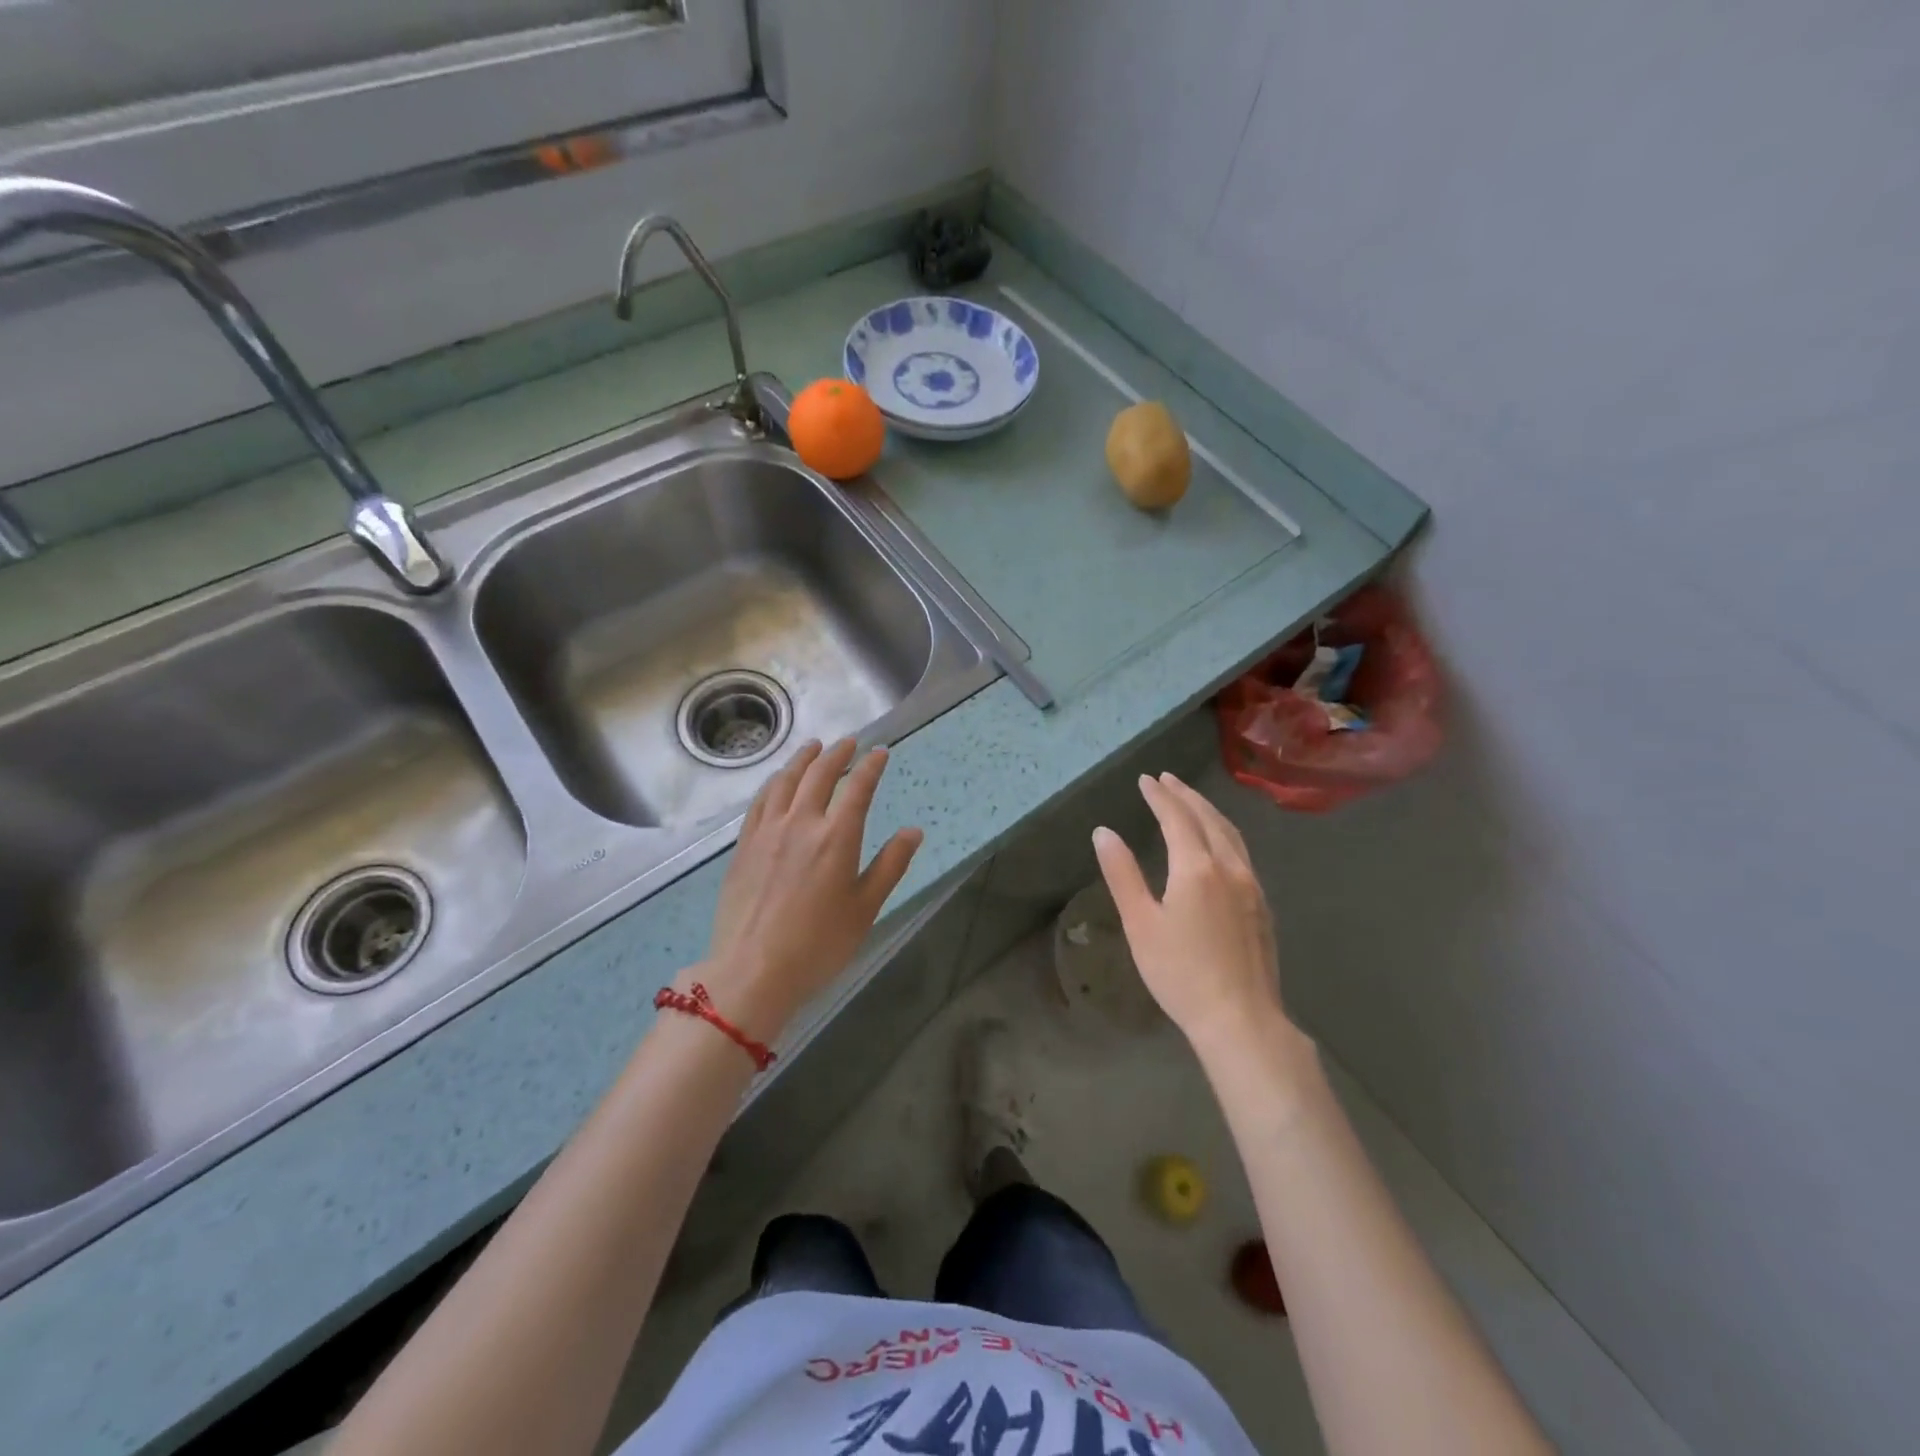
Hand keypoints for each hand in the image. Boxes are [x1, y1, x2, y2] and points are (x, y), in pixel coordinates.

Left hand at [696, 739, 922, 1043]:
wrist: (752, 970)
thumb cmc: (818, 944)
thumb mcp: (865, 908)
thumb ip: (890, 865)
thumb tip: (913, 831)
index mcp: (837, 837)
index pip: (858, 788)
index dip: (871, 766)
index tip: (880, 752)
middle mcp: (801, 823)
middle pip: (820, 775)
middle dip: (837, 754)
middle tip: (849, 743)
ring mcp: (768, 831)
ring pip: (785, 781)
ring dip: (803, 759)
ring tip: (813, 748)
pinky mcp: (744, 845)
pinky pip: (760, 801)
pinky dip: (774, 782)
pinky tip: (778, 781)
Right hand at [1093, 772, 1286, 1055]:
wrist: (1240, 1019)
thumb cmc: (1180, 973)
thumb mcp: (1140, 924)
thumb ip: (1122, 874)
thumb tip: (1104, 832)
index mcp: (1196, 868)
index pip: (1177, 818)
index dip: (1160, 796)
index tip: (1146, 779)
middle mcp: (1229, 867)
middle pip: (1208, 818)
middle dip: (1185, 795)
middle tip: (1167, 779)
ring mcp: (1251, 885)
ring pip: (1230, 833)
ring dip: (1208, 810)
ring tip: (1191, 799)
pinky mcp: (1262, 905)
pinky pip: (1242, 852)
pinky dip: (1225, 832)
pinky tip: (1219, 841)